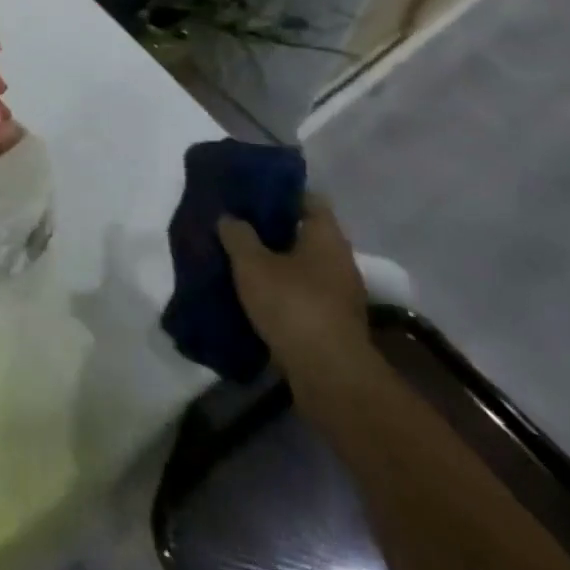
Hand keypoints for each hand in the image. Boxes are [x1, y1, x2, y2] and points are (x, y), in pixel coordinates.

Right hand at [217, 196, 368, 383]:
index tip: (251, 192)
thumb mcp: (252, 264)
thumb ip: (238, 235)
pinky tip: (254, 296)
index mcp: (326, 237)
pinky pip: (302, 296)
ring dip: (275, 264)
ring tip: (240, 260)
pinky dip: (281, 293)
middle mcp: (339, 261)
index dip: (280, 192)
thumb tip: (229, 218)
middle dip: (272, 231)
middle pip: (304, 234)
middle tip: (237, 225)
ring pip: (302, 268)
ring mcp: (340, 296)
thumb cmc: (293, 305)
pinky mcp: (333, 326)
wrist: (329, 378)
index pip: (308, 199)